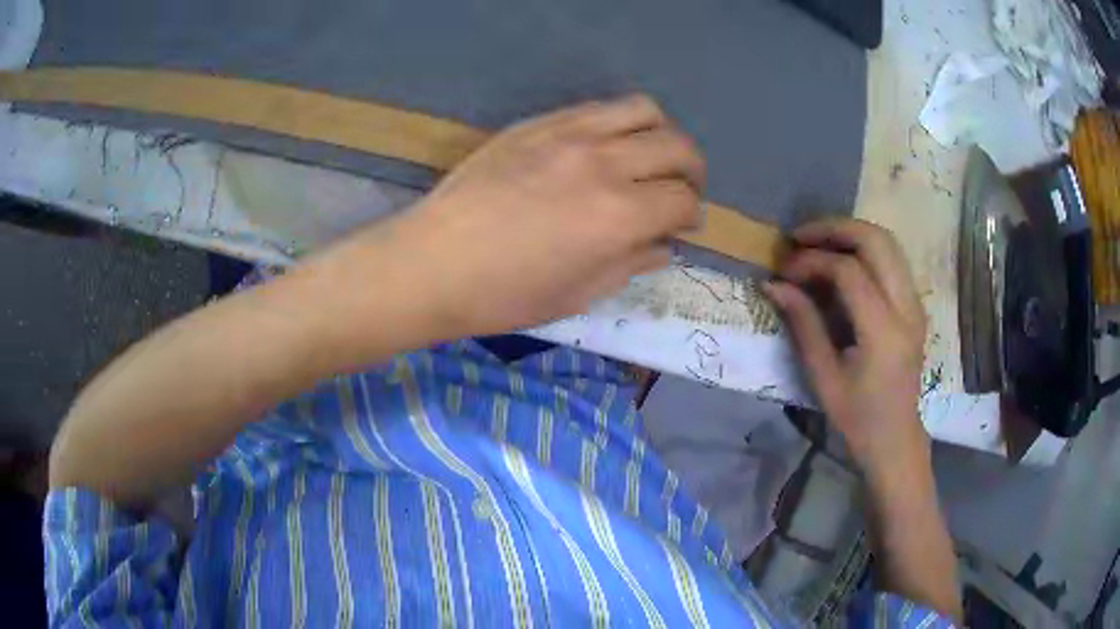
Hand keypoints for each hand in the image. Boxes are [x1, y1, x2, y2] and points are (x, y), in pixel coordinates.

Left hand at [360, 95, 705, 336]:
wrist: (433, 263)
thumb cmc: (506, 295)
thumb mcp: (580, 295)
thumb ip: (634, 263)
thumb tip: (665, 243)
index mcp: (618, 216)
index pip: (683, 200)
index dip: (692, 215)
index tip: (684, 225)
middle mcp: (604, 163)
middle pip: (677, 147)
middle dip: (692, 170)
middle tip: (680, 189)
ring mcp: (569, 134)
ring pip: (643, 110)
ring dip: (661, 134)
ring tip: (650, 157)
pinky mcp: (538, 122)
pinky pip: (597, 107)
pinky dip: (619, 124)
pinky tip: (605, 147)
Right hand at [763, 219, 928, 477]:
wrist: (895, 437)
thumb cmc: (857, 416)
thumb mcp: (823, 376)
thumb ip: (803, 323)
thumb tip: (773, 284)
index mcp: (884, 332)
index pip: (849, 271)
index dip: (812, 261)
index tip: (785, 270)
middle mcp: (907, 308)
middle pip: (876, 240)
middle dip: (835, 228)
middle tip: (800, 236)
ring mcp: (915, 303)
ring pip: (888, 242)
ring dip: (851, 233)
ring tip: (817, 242)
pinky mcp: (915, 304)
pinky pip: (892, 258)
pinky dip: (865, 248)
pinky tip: (842, 260)